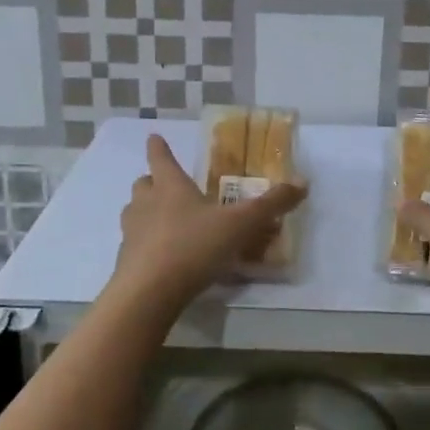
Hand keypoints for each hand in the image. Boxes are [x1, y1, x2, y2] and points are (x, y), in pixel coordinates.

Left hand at [112, 134, 305, 306]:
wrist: (148, 293)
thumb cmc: (193, 246)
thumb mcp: (240, 224)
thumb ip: (270, 205)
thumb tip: (303, 182)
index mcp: (170, 186)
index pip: (160, 157)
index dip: (158, 146)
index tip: (154, 136)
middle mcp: (146, 204)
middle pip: (143, 184)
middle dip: (153, 181)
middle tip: (166, 185)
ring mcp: (131, 233)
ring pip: (134, 213)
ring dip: (146, 212)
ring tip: (166, 221)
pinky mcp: (127, 263)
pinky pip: (136, 245)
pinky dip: (147, 245)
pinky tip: (165, 259)